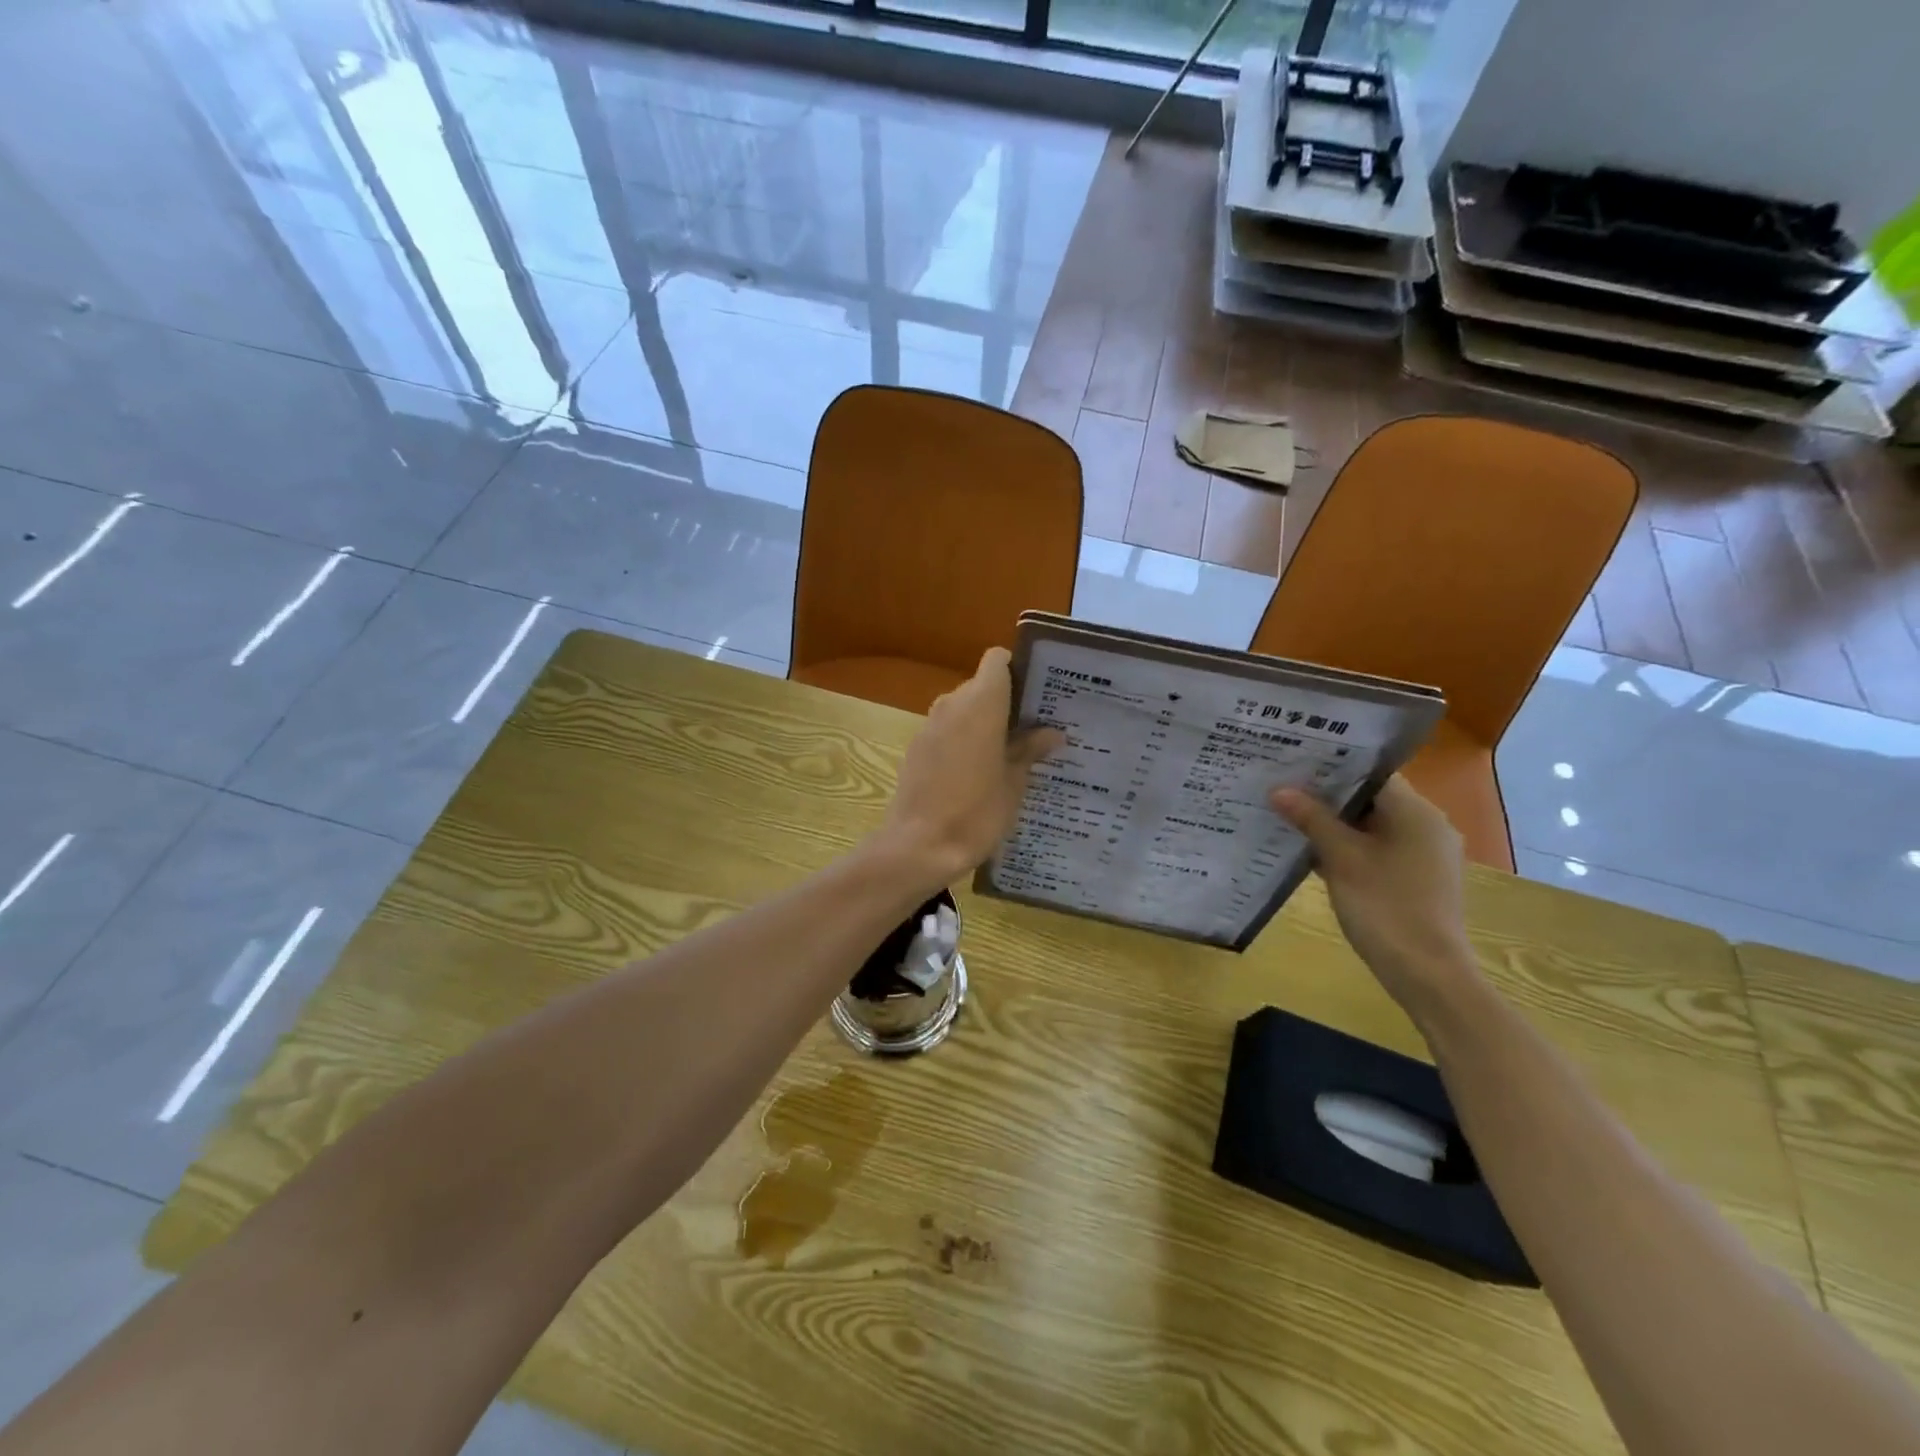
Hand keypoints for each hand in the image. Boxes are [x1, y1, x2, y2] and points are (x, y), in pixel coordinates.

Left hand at [880, 648, 1063, 884]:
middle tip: (1034, 729)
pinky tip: (980, 773)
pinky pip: (947, 732)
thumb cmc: (977, 811)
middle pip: (982, 686)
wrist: (919, 846)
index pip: (997, 660)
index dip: (1017, 669)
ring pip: (963, 710)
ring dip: (985, 724)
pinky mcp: (916, 749)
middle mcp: (951, 704)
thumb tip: (1052, 733)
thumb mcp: (1014, 782)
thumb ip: (1030, 750)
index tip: (1037, 693)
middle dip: (1006, 702)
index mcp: (981, 702)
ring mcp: (929, 726)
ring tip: (1011, 753)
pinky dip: (964, 741)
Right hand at [1270, 775, 1479, 1009]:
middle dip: (1327, 795)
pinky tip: (1313, 852)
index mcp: (1416, 812)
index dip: (1333, 766)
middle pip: (1371, 798)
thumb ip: (1311, 819)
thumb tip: (1279, 790)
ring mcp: (1424, 855)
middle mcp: (1427, 826)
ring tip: (1289, 815)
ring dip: (1335, 823)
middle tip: (1283, 786)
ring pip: (1372, 825)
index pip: (1372, 772)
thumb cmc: (1385, 907)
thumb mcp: (1341, 859)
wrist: (1427, 974)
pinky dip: (1349, 847)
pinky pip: (1378, 849)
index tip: (1294, 762)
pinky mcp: (1416, 879)